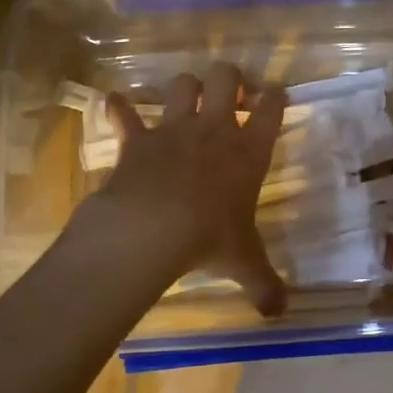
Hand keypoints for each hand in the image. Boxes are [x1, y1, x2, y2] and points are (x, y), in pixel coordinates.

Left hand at [86, 62, 288, 315]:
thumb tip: (280, 314)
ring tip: (186, 99)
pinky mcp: (137, 139)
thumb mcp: (243, 264)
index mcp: (248, 152)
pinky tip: (113, 103)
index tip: (274, 96)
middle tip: (230, 96)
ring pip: (182, 84)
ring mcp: (173, 130)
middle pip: (225, 77)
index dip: (275, 96)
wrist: (152, 229)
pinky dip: (118, 108)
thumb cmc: (209, 240)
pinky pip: (124, 115)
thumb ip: (264, 284)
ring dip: (185, 87)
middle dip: (229, 78)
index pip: (272, 108)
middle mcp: (214, 130)